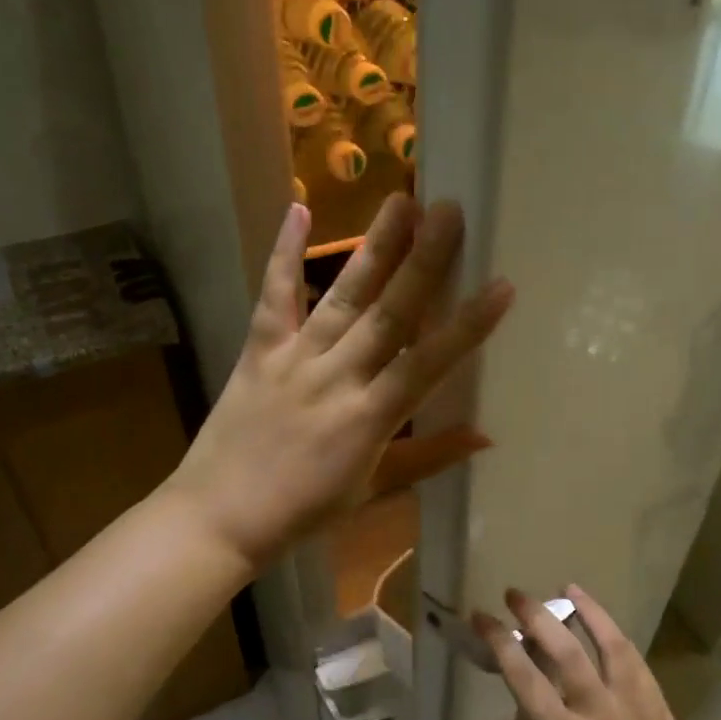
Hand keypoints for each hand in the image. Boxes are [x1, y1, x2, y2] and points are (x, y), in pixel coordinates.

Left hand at [171, 195, 512, 570]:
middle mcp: (337, 378)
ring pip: (342, 297)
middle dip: (423, 262)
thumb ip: (430, 458)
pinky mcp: (258, 351)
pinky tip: (297, 209)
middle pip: (388, 314)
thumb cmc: (303, 512)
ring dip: (373, 248)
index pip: (428, 364)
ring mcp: (294, 359)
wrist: (219, 517)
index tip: (501, 286)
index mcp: (370, 418)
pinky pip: (275, 297)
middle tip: (449, 211)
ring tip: (400, 202)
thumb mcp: (373, 491)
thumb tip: (487, 436)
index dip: (468, 325)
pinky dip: (284, 254)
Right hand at [476, 586, 720, 719]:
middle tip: (515, 594)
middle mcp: (597, 709)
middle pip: (563, 649)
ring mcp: (631, 702)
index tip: (482, 618)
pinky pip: (634, 658)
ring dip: (584, 610)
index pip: (524, 678)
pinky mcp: (656, 703)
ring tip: (566, 588)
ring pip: (606, 643)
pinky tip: (606, 623)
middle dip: (535, 615)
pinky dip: (616, 633)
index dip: (500, 643)